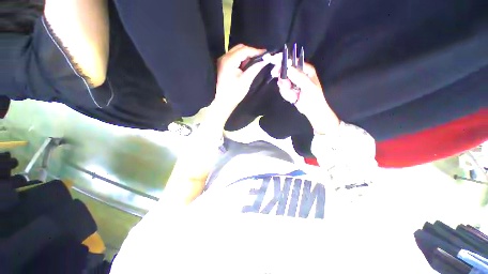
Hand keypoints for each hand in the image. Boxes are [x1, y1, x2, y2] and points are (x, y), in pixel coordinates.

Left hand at [214, 44, 269, 113]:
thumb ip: (255, 68)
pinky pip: (234, 58)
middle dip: (251, 52)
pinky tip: (246, 66)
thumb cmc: (234, 93)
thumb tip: (266, 60)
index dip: (256, 51)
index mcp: (229, 60)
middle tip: (261, 58)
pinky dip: (242, 60)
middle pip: (240, 48)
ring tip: (255, 62)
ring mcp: (223, 61)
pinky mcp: (223, 66)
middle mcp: (224, 57)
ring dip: (246, 56)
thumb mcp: (246, 80)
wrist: (223, 102)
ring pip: (237, 52)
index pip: (245, 50)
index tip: (266, 54)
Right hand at [271, 60, 339, 134]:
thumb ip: (298, 77)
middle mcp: (298, 74)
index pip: (292, 61)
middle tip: (287, 87)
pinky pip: (282, 89)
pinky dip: (286, 95)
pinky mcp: (289, 89)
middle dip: (284, 82)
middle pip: (284, 72)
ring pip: (282, 82)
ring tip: (294, 96)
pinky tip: (293, 98)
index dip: (282, 62)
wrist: (311, 110)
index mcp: (305, 69)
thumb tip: (288, 68)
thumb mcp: (308, 87)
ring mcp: (293, 82)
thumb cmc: (313, 98)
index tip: (274, 66)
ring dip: (286, 91)